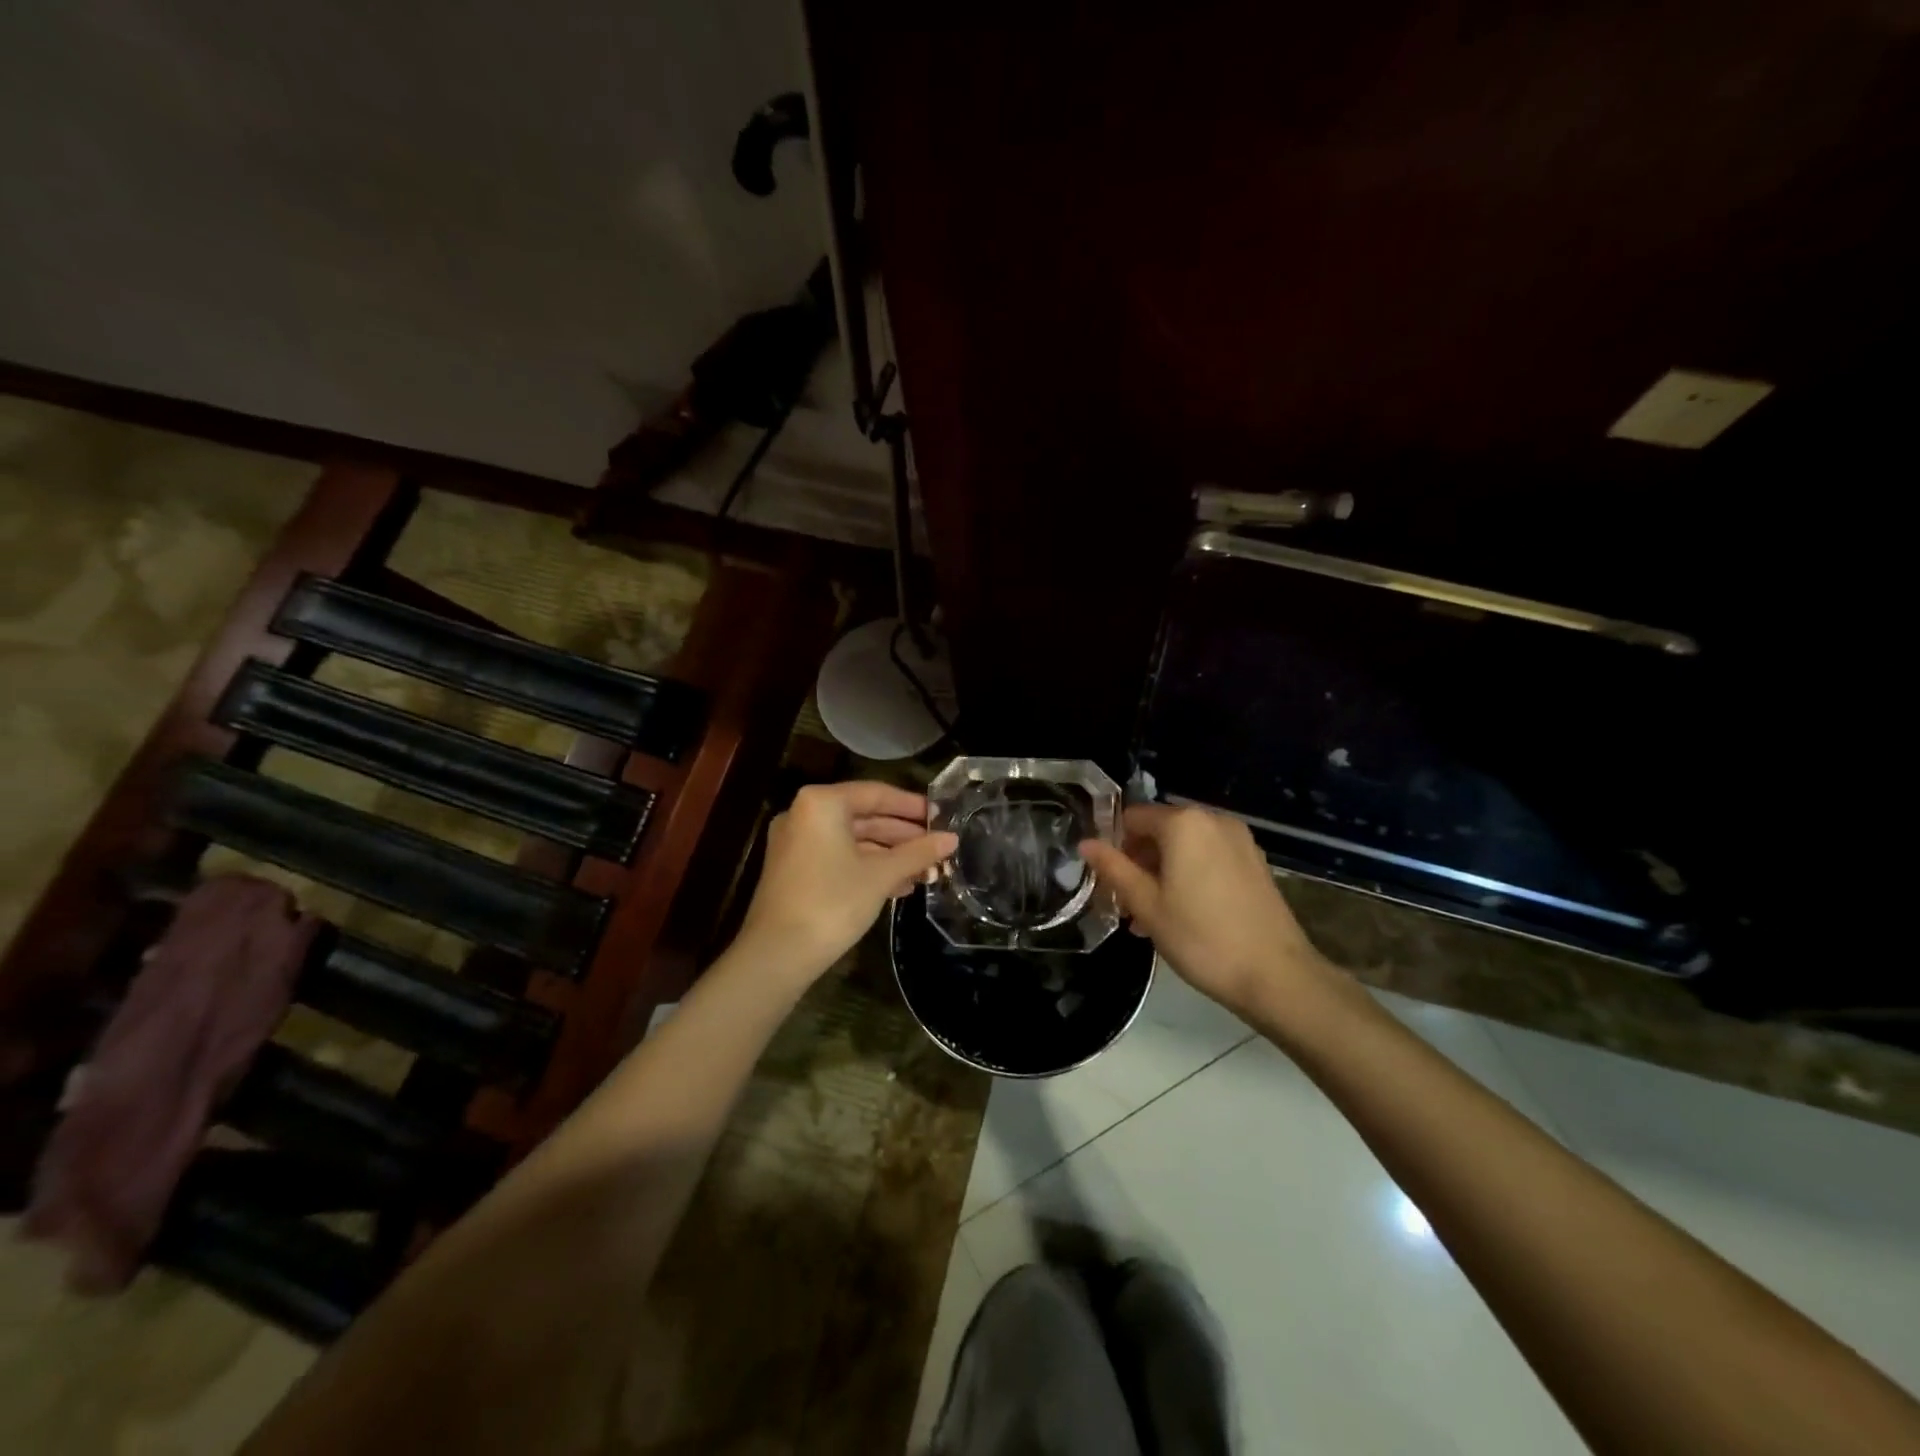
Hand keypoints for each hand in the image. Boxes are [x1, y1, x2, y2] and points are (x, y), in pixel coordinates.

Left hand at [735, 782, 958, 983]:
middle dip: (903, 835)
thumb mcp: (881, 875)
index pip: (876, 793)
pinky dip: (867, 866)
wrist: (777, 954)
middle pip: (864, 816)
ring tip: (926, 871)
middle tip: (937, 847)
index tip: (941, 817)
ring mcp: (796, 842)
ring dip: (889, 855)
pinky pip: (838, 857)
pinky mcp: (795, 869)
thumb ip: (918, 853)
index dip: (912, 806)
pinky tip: (899, 885)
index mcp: (822, 803)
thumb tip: (952, 838)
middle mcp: (804, 814)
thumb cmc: (833, 902)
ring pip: (853, 840)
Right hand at [1081, 804, 1335, 1016]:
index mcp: (1183, 823)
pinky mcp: (1255, 862)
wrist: (1276, 975)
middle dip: (1138, 862)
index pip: (1132, 818)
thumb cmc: (1201, 938)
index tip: (1107, 882)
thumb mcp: (1146, 905)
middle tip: (1126, 905)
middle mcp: (1212, 820)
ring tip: (1150, 918)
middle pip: (1159, 831)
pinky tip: (1182, 915)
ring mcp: (1239, 840)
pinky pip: (1209, 858)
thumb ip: (1113, 869)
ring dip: (1162, 873)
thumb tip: (1085, 843)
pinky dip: (1189, 876)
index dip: (1113, 846)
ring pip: (1184, 847)